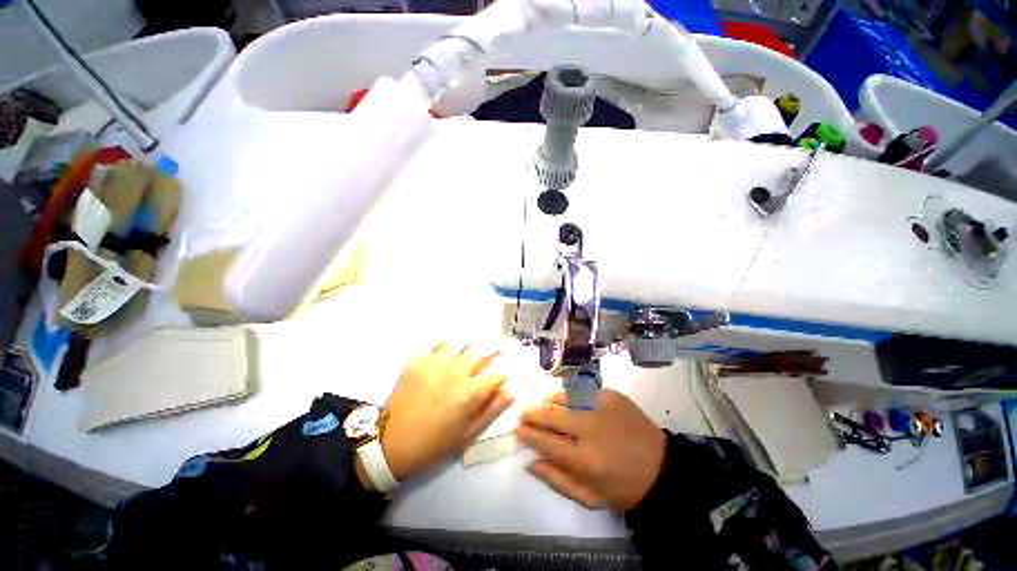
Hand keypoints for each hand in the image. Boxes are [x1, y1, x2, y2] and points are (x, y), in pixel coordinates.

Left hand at [380, 343, 513, 480]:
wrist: (391, 443)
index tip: (497, 379)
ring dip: (461, 354)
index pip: (497, 374)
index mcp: (470, 393)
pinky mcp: (417, 361)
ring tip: (457, 364)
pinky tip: (436, 367)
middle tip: (478, 369)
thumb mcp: (467, 433)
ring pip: (458, 346)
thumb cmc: (434, 443)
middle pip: (480, 353)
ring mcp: (435, 364)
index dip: (500, 376)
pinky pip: (435, 348)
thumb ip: (491, 410)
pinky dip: (440, 354)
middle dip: (485, 358)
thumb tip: (510, 393)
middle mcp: (456, 372)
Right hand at [514, 389, 664, 511]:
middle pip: (551, 414)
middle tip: (525, 414)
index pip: (545, 440)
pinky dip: (569, 394)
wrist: (661, 467)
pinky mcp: (611, 395)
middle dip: (532, 413)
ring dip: (549, 401)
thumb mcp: (589, 497)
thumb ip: (556, 479)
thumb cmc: (622, 488)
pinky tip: (566, 400)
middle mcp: (590, 428)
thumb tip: (530, 460)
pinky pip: (581, 389)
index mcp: (584, 459)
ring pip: (564, 396)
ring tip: (544, 405)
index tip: (518, 428)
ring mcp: (601, 407)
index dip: (528, 433)